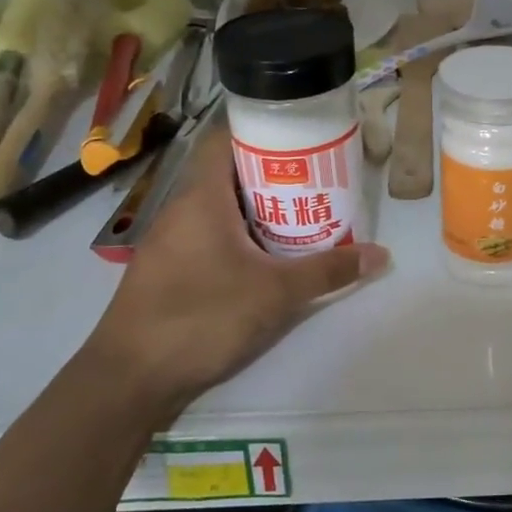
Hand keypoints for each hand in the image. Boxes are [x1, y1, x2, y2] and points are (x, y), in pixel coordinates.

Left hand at [77, 126, 388, 426]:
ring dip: (259, 209)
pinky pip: (211, 236)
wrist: (129, 380)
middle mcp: (181, 211)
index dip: (263, 131)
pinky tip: (269, 258)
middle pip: (230, 174)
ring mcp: (171, 242)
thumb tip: (381, 254)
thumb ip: (329, 271)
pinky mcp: (170, 271)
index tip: (303, 138)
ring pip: (221, 209)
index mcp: (201, 198)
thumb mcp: (276, 293)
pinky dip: (241, 236)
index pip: (226, 140)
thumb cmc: (201, 317)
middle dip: (274, 175)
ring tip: (304, 215)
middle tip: (318, 180)